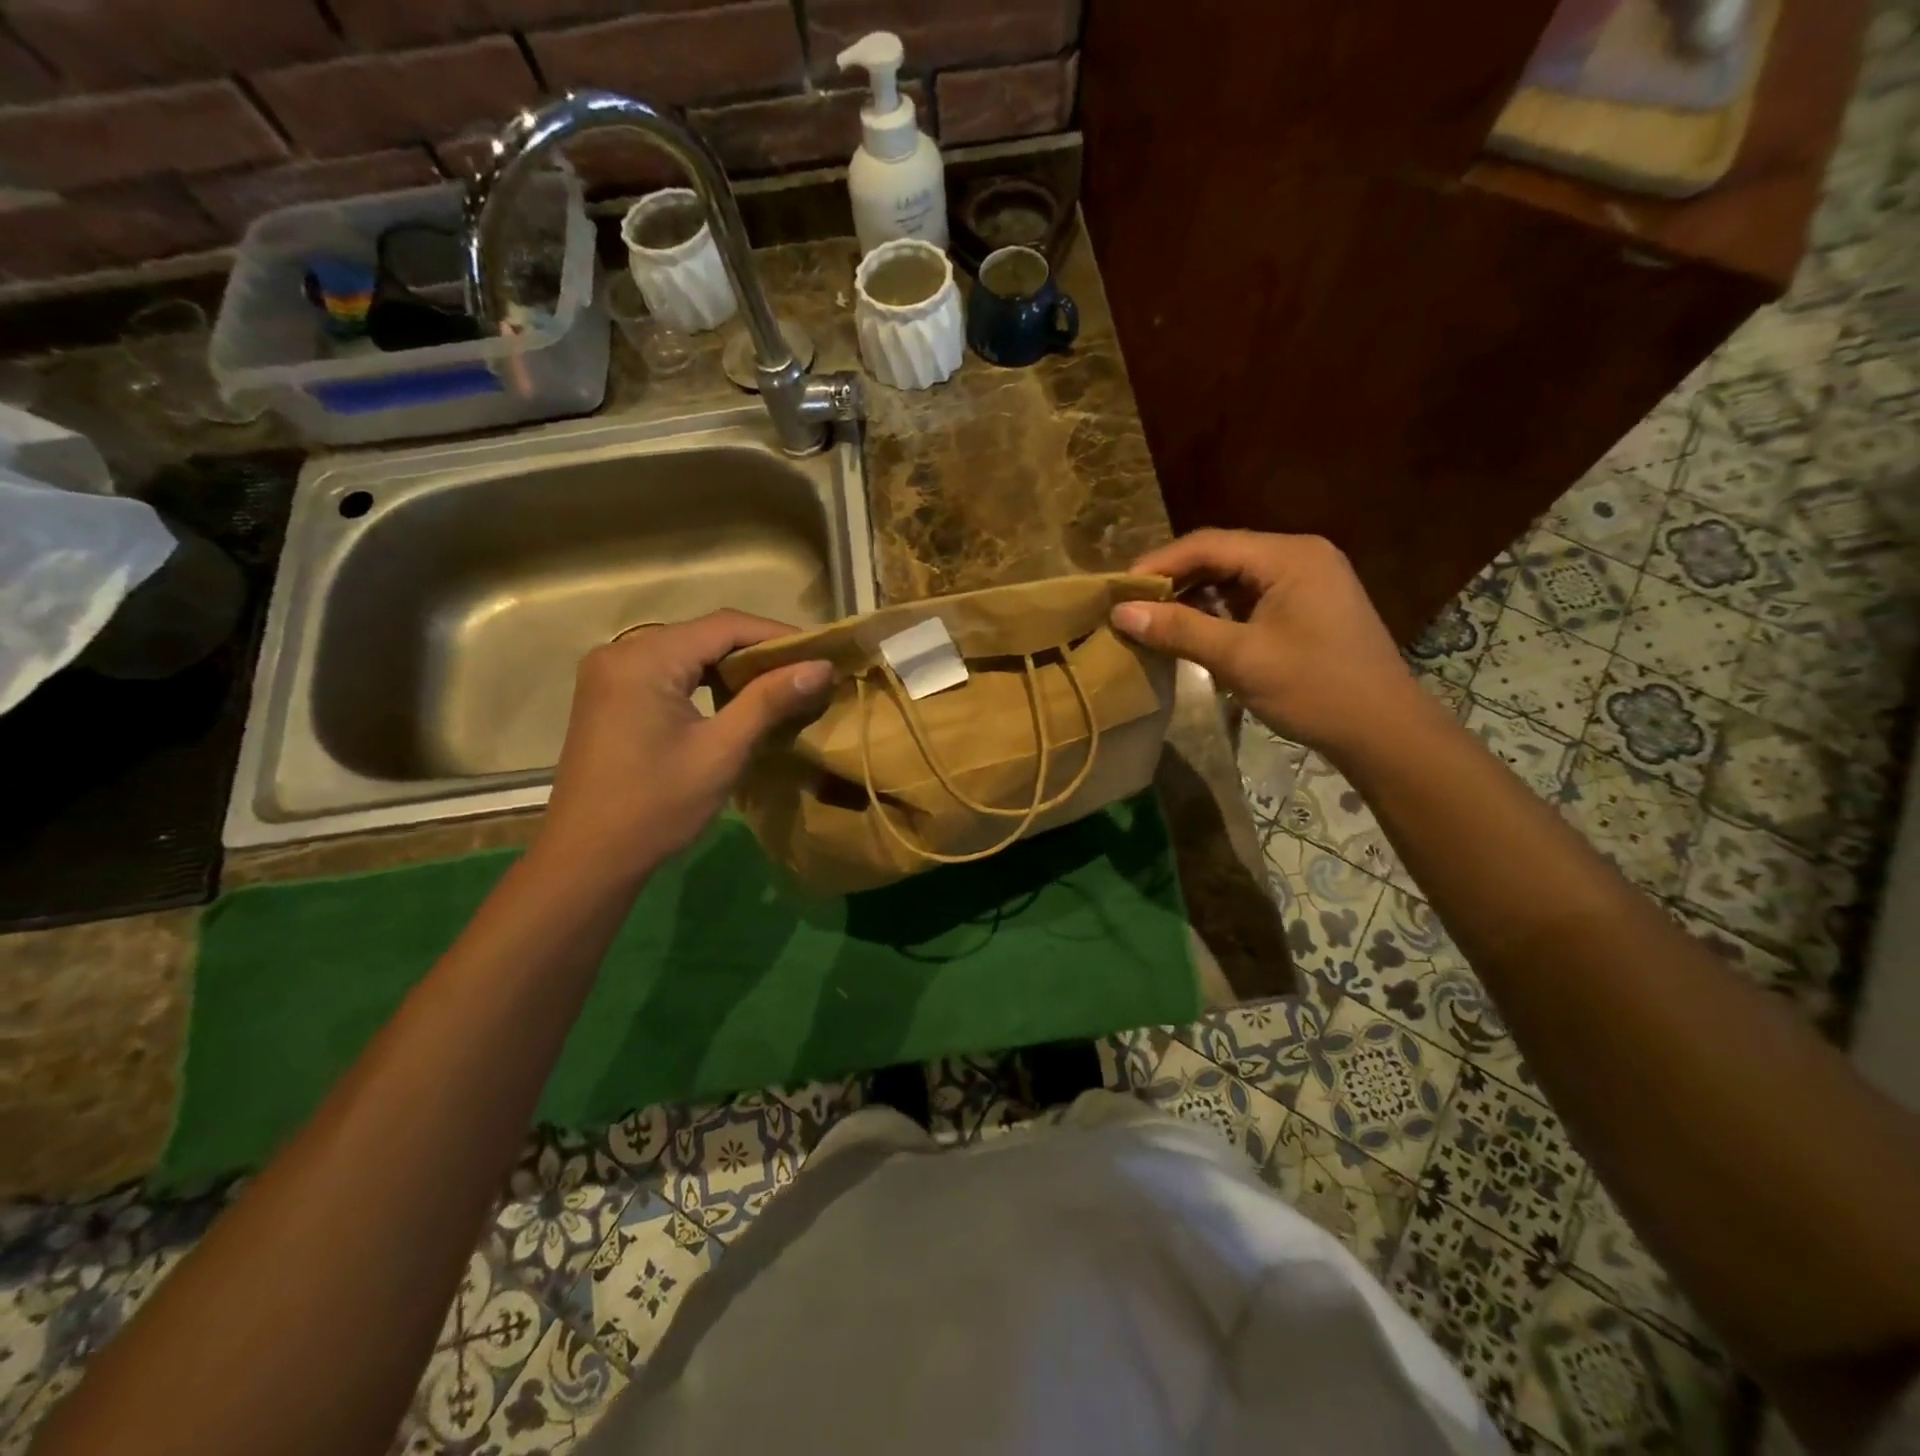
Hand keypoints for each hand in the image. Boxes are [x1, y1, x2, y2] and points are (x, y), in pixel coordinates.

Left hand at [537, 611, 831, 883]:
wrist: (588, 859)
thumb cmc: (657, 807)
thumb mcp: (722, 751)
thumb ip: (770, 701)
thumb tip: (821, 667)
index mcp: (645, 659)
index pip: (724, 625)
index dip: (778, 636)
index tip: (821, 654)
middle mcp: (621, 652)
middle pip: (705, 635)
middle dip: (759, 651)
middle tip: (806, 673)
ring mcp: (610, 673)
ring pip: (688, 652)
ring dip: (734, 666)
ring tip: (780, 687)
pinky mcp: (610, 694)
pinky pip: (668, 671)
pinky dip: (706, 680)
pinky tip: (735, 700)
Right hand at [1112, 530, 1421, 755]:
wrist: (1383, 731)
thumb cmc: (1315, 689)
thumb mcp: (1240, 658)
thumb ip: (1179, 630)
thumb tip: (1120, 612)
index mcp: (1289, 556)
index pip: (1209, 544)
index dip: (1159, 564)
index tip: (1119, 590)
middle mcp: (1300, 556)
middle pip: (1221, 556)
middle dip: (1174, 579)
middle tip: (1132, 605)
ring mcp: (1308, 580)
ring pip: (1235, 577)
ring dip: (1194, 596)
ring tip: (1153, 619)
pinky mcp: (1308, 606)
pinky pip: (1251, 596)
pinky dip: (1218, 610)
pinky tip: (1192, 630)